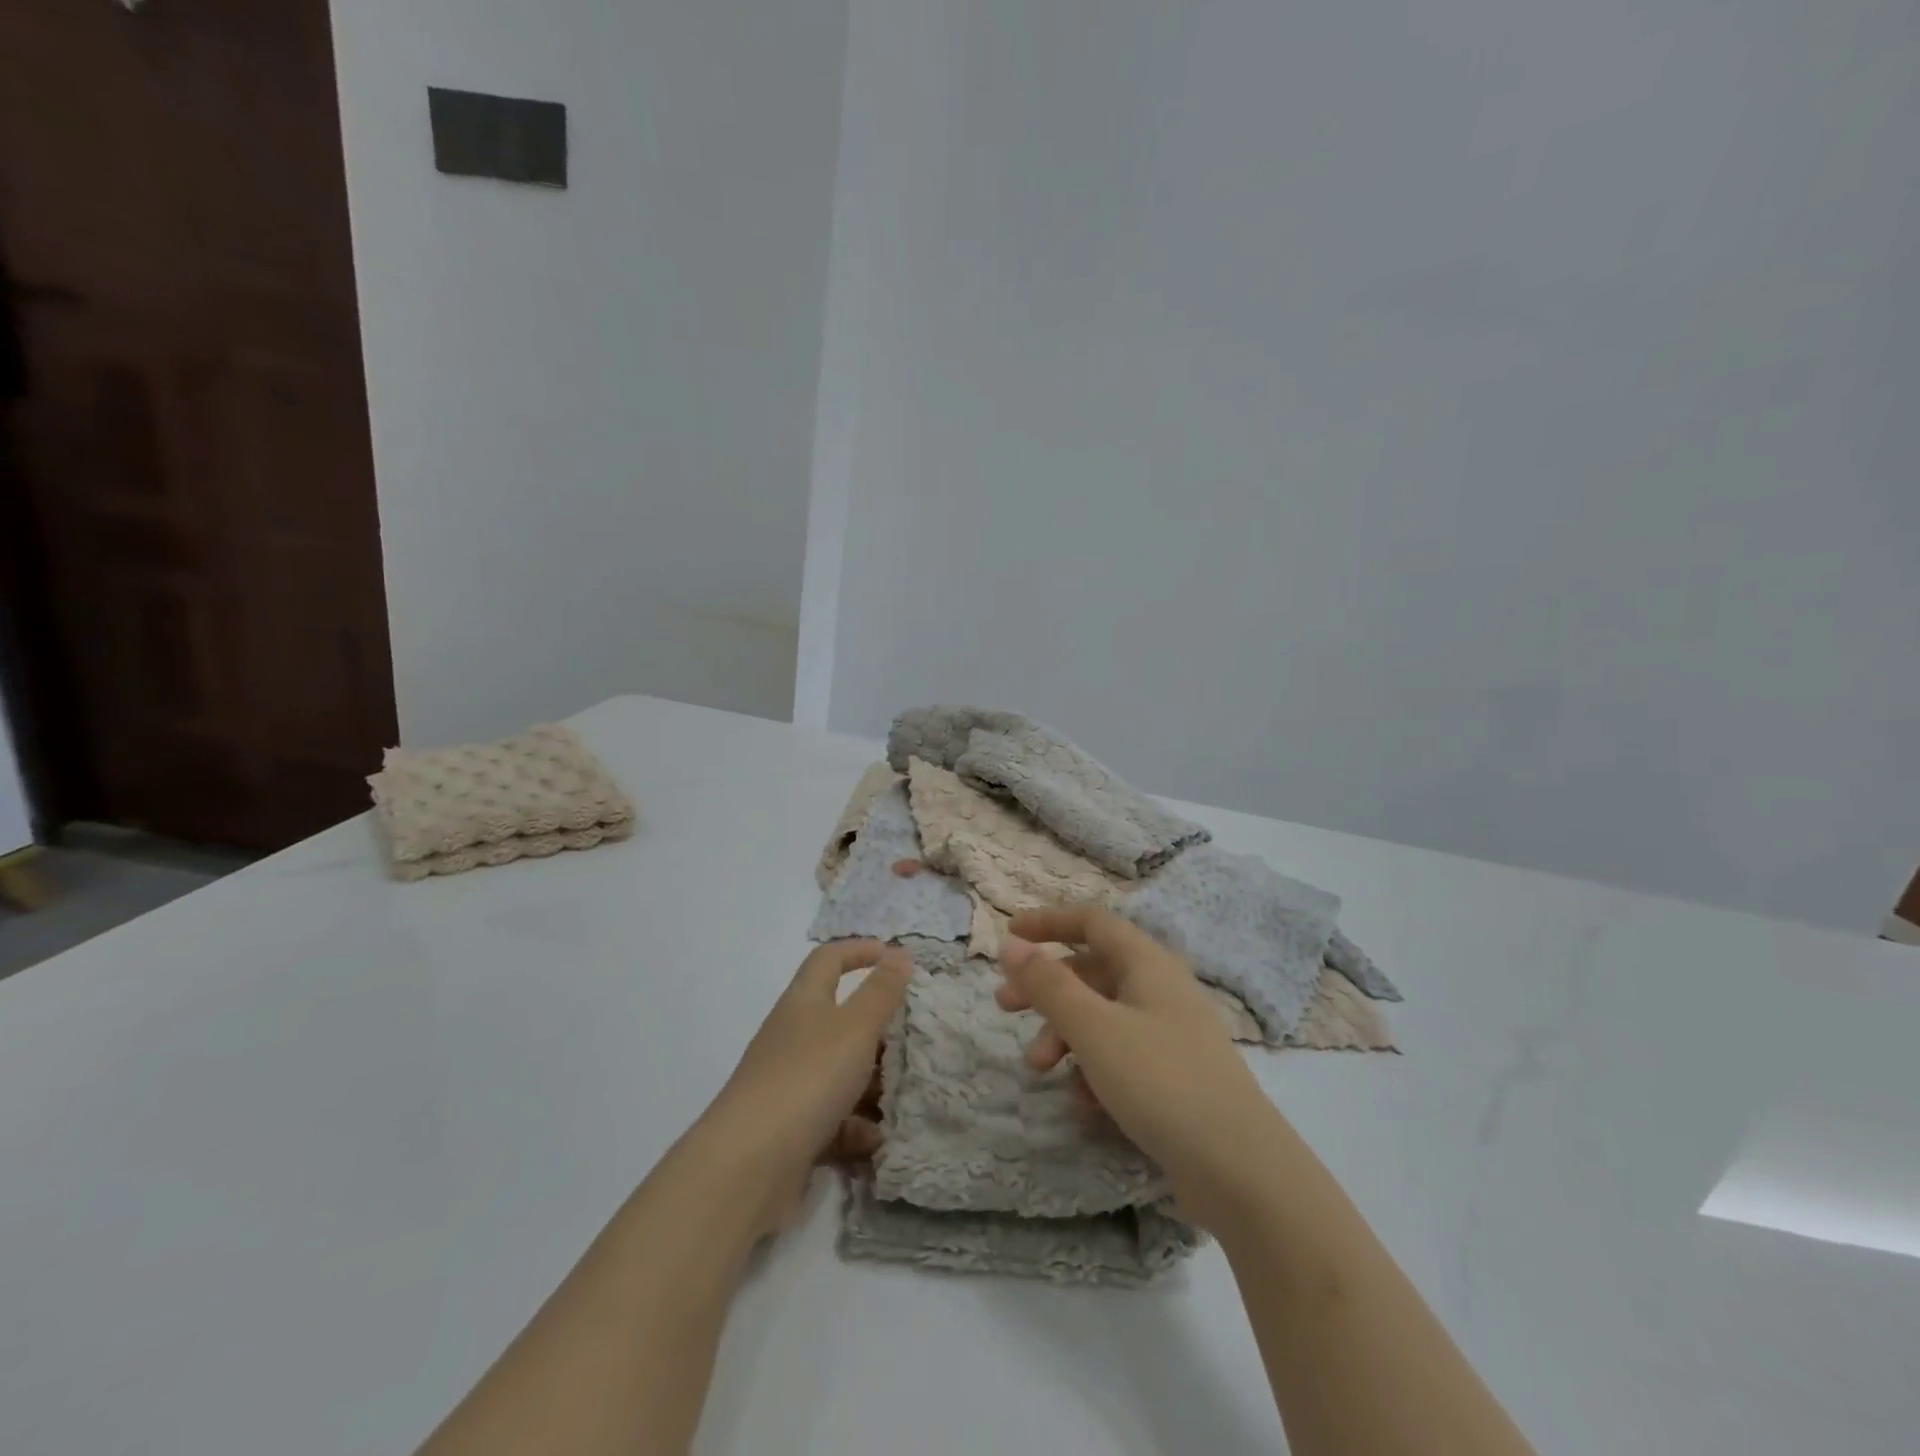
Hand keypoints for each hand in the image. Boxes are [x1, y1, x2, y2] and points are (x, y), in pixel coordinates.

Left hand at [698, 939, 910, 1237]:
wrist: (748, 1167)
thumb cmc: (807, 1078)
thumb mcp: (855, 1027)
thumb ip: (881, 992)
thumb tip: (900, 953)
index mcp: (803, 1002)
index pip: (828, 960)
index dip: (859, 951)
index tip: (894, 956)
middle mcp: (792, 1037)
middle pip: (838, 1019)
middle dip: (877, 1028)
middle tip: (913, 1037)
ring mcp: (789, 1085)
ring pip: (840, 1072)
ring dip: (872, 1081)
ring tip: (906, 1094)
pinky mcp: (791, 1130)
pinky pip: (833, 1119)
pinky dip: (856, 1126)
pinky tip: (877, 1138)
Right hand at [995, 906, 1279, 1226]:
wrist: (1240, 1170)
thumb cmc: (1160, 1081)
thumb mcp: (1093, 1028)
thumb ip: (1048, 985)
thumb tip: (1011, 944)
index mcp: (1148, 964)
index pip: (1092, 922)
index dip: (1048, 922)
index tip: (1009, 935)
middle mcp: (1161, 989)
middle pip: (1091, 972)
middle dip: (1046, 990)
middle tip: (1005, 1008)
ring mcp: (1171, 1034)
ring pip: (1103, 1018)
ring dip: (1066, 1036)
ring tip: (1042, 1071)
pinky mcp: (1175, 1076)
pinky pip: (1122, 1056)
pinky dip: (1095, 1069)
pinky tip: (1086, 1105)